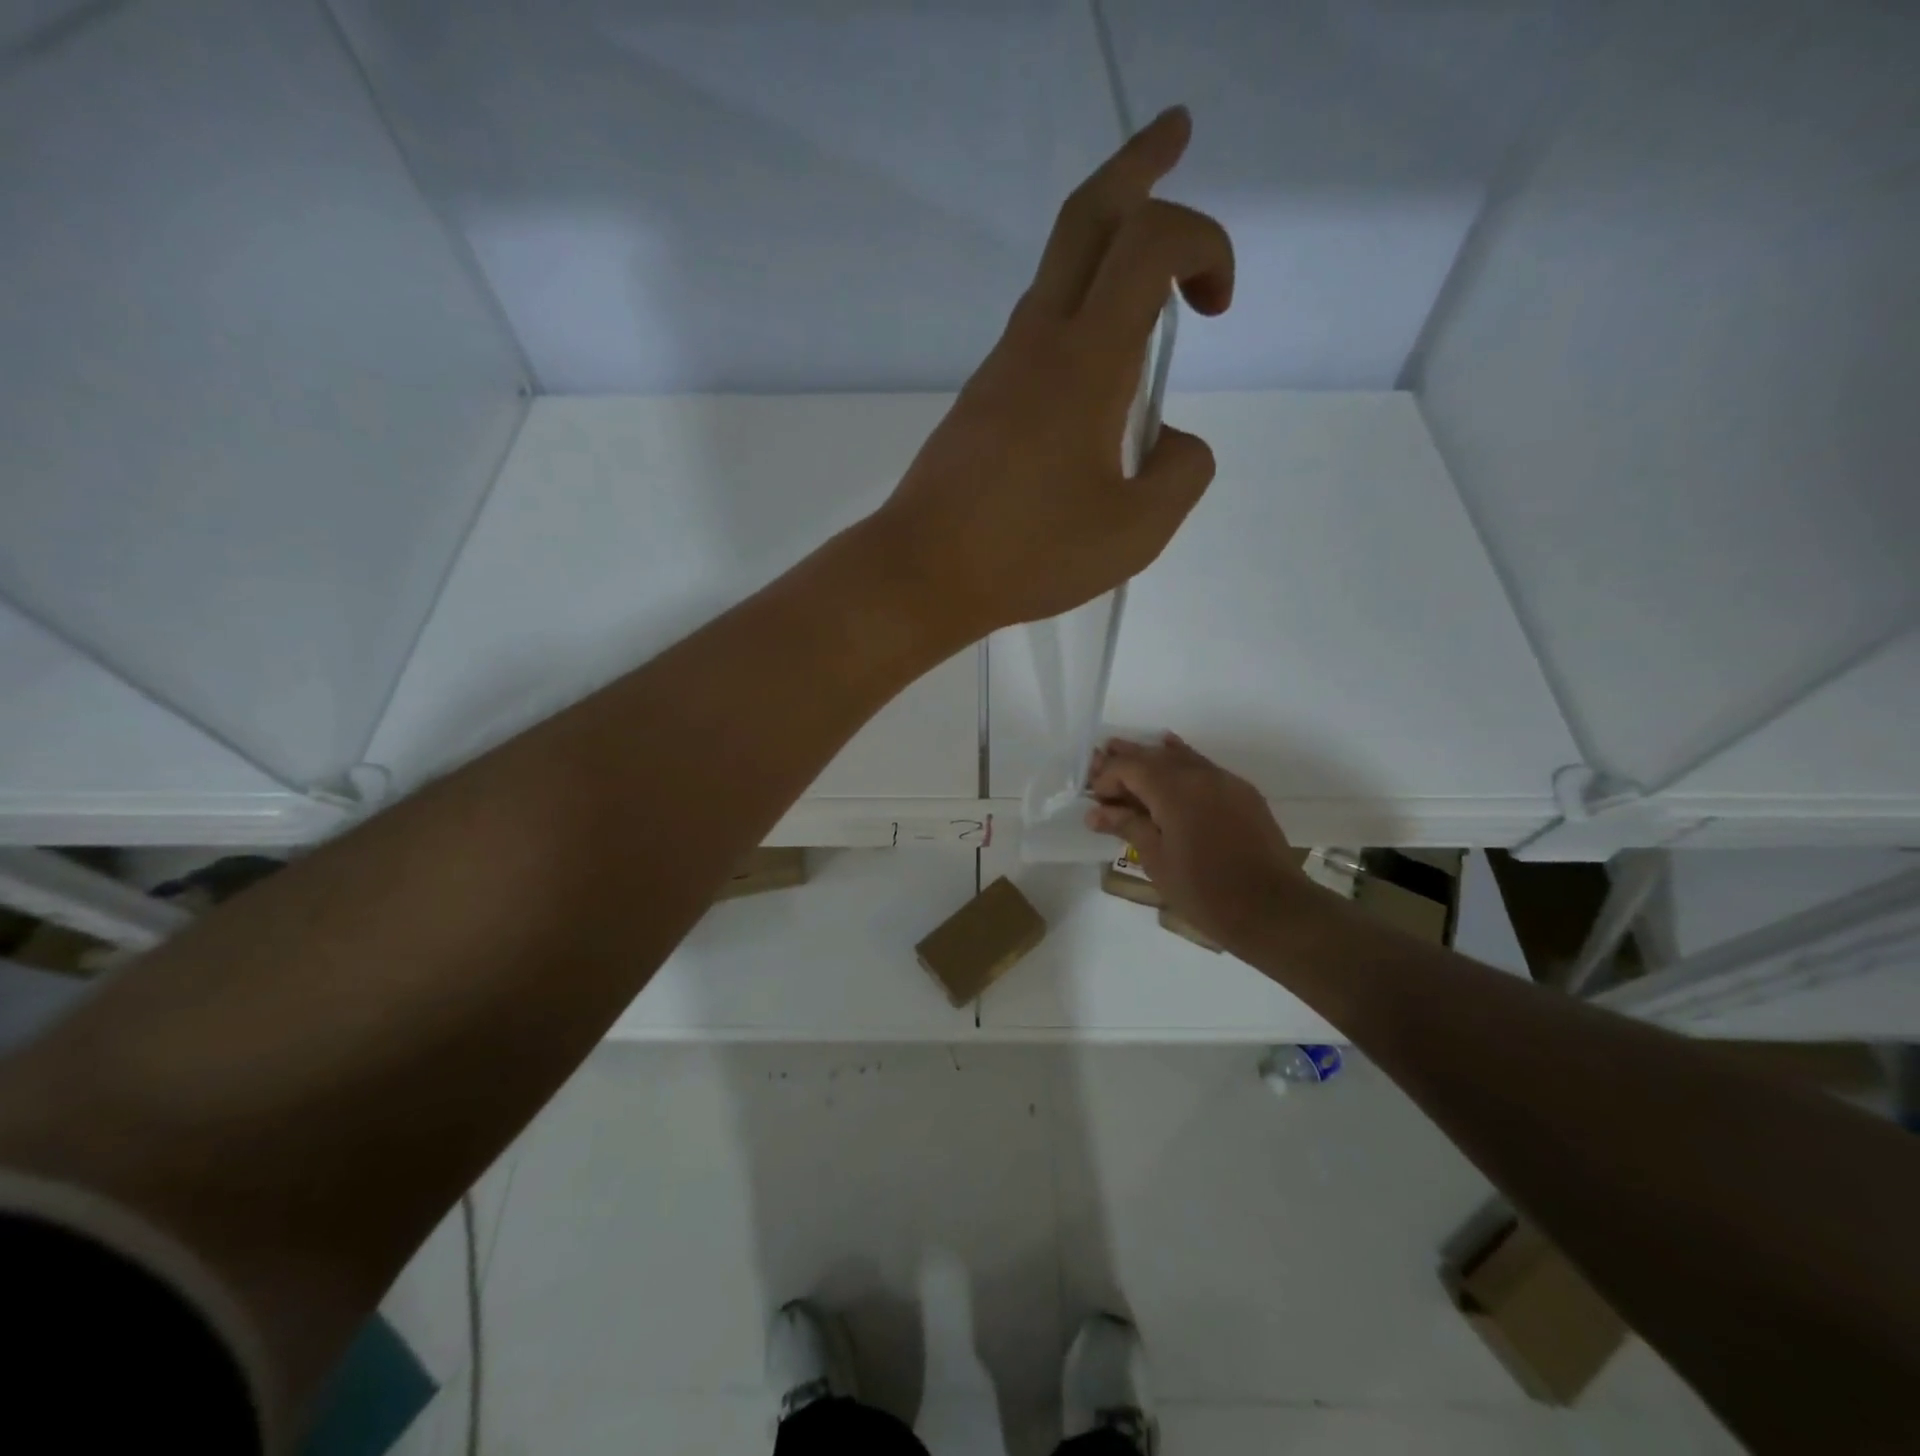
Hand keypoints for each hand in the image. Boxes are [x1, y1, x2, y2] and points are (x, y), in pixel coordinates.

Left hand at [875, 106, 1232, 639]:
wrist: (922, 573)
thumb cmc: (1029, 555)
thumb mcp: (1137, 531)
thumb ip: (1182, 472)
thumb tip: (1169, 440)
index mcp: (1085, 362)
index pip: (1151, 242)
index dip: (1205, 242)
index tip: (1217, 306)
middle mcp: (1038, 344)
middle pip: (1086, 216)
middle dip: (1140, 164)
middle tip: (1176, 134)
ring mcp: (1001, 369)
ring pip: (1057, 272)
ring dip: (1109, 247)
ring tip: (1151, 274)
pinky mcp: (981, 400)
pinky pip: (1038, 331)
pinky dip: (1082, 316)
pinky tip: (1098, 370)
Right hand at [1086, 735, 1309, 953]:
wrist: (1273, 910)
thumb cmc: (1205, 891)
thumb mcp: (1157, 860)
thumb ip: (1128, 826)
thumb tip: (1097, 812)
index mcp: (1174, 789)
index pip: (1130, 767)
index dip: (1107, 778)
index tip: (1093, 800)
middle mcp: (1200, 774)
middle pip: (1154, 756)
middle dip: (1125, 760)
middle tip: (1098, 764)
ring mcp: (1226, 781)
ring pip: (1181, 758)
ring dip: (1152, 758)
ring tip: (1128, 755)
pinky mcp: (1244, 794)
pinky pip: (1204, 768)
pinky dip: (1182, 764)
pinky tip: (1172, 761)